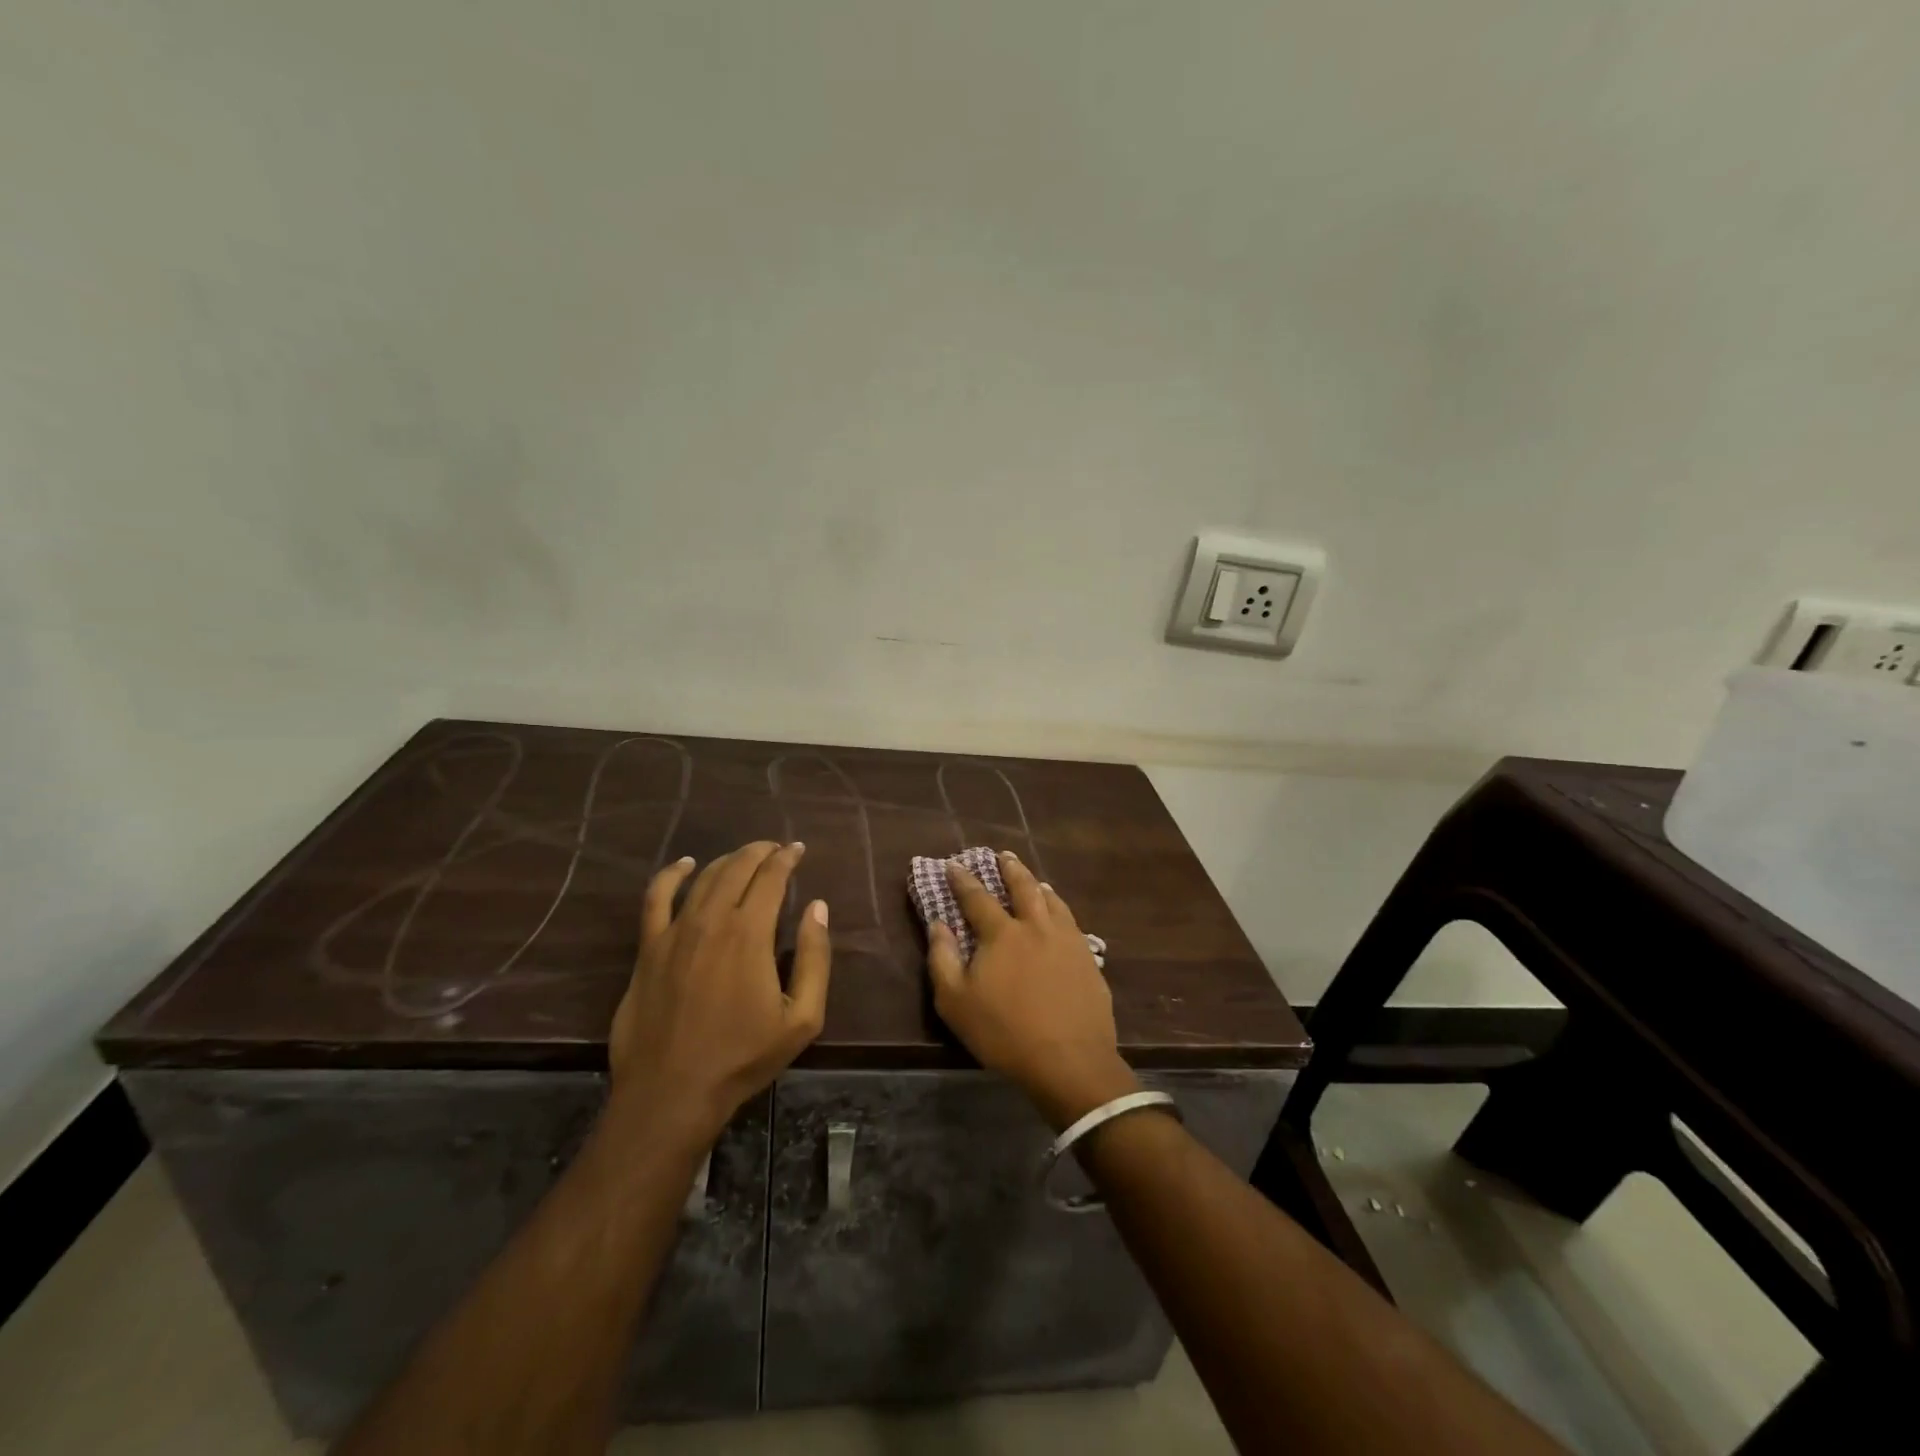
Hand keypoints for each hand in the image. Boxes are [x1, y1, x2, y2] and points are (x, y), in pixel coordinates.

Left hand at [610, 842, 831, 1143]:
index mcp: (750, 934)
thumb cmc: (743, 1057)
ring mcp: (674, 932)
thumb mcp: (802, 1017)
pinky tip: (684, 865)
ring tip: (744, 857)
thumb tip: (818, 908)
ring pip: (703, 878)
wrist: (672, 1093)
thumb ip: (815, 958)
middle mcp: (711, 921)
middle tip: (776, 850)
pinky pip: (656, 898)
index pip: (771, 877)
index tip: (798, 850)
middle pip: (737, 868)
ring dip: (727, 860)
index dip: (786, 858)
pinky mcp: (648, 949)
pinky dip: (671, 875)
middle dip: (760, 852)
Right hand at [926, 851, 1138, 1130]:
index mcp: (1002, 933)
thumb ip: (942, 958)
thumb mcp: (955, 1002)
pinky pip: (1072, 922)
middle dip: (1010, 869)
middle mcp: (1036, 926)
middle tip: (1003, 855)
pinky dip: (1060, 910)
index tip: (953, 864)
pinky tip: (1061, 916)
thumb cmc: (1004, 1032)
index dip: (962, 880)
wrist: (1069, 1059)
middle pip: (1022, 887)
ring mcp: (1067, 940)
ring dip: (1039, 885)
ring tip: (1035, 880)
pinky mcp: (1088, 958)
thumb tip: (937, 923)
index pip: (977, 898)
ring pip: (1052, 901)